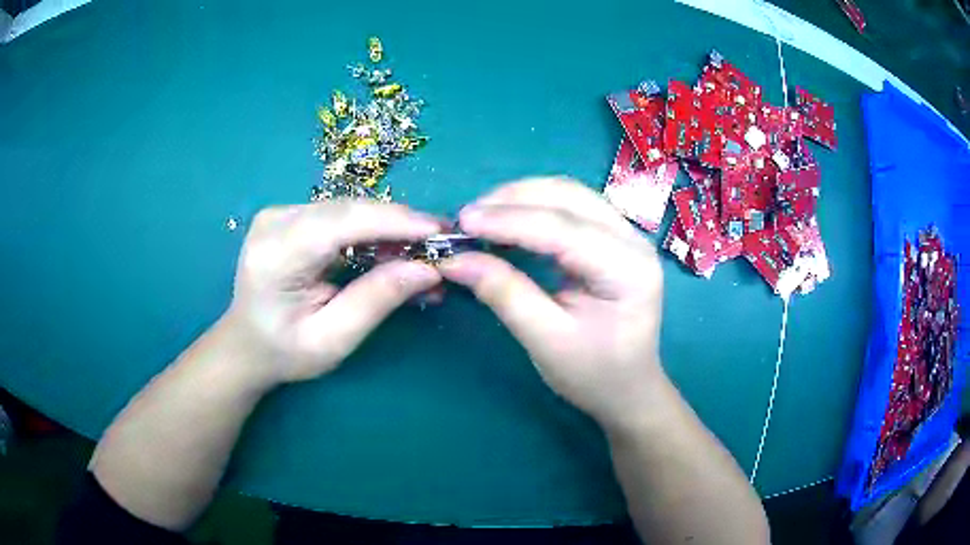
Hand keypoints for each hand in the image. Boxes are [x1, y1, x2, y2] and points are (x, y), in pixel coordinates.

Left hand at [227, 201, 441, 384]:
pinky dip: (371, 232)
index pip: (341, 222)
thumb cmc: (285, 352)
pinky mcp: (290, 215)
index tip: (440, 230)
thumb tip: (427, 270)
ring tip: (422, 254)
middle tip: (441, 245)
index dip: (394, 221)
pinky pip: (341, 216)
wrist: (247, 344)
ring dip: (388, 229)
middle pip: (348, 210)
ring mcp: (280, 214)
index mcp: (276, 255)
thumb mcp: (332, 340)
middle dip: (399, 225)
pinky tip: (393, 251)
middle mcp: (275, 222)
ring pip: (349, 210)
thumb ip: (376, 301)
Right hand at [438, 178, 664, 426]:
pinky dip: (534, 207)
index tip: (462, 221)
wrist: (628, 389)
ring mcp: (627, 234)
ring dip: (522, 198)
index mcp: (628, 269)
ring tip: (481, 217)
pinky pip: (571, 207)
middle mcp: (633, 240)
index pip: (563, 229)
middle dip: (513, 200)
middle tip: (466, 219)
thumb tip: (455, 260)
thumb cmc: (593, 374)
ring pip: (569, 194)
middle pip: (569, 197)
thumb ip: (504, 294)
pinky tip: (508, 220)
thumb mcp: (546, 341)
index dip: (509, 220)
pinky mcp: (613, 237)